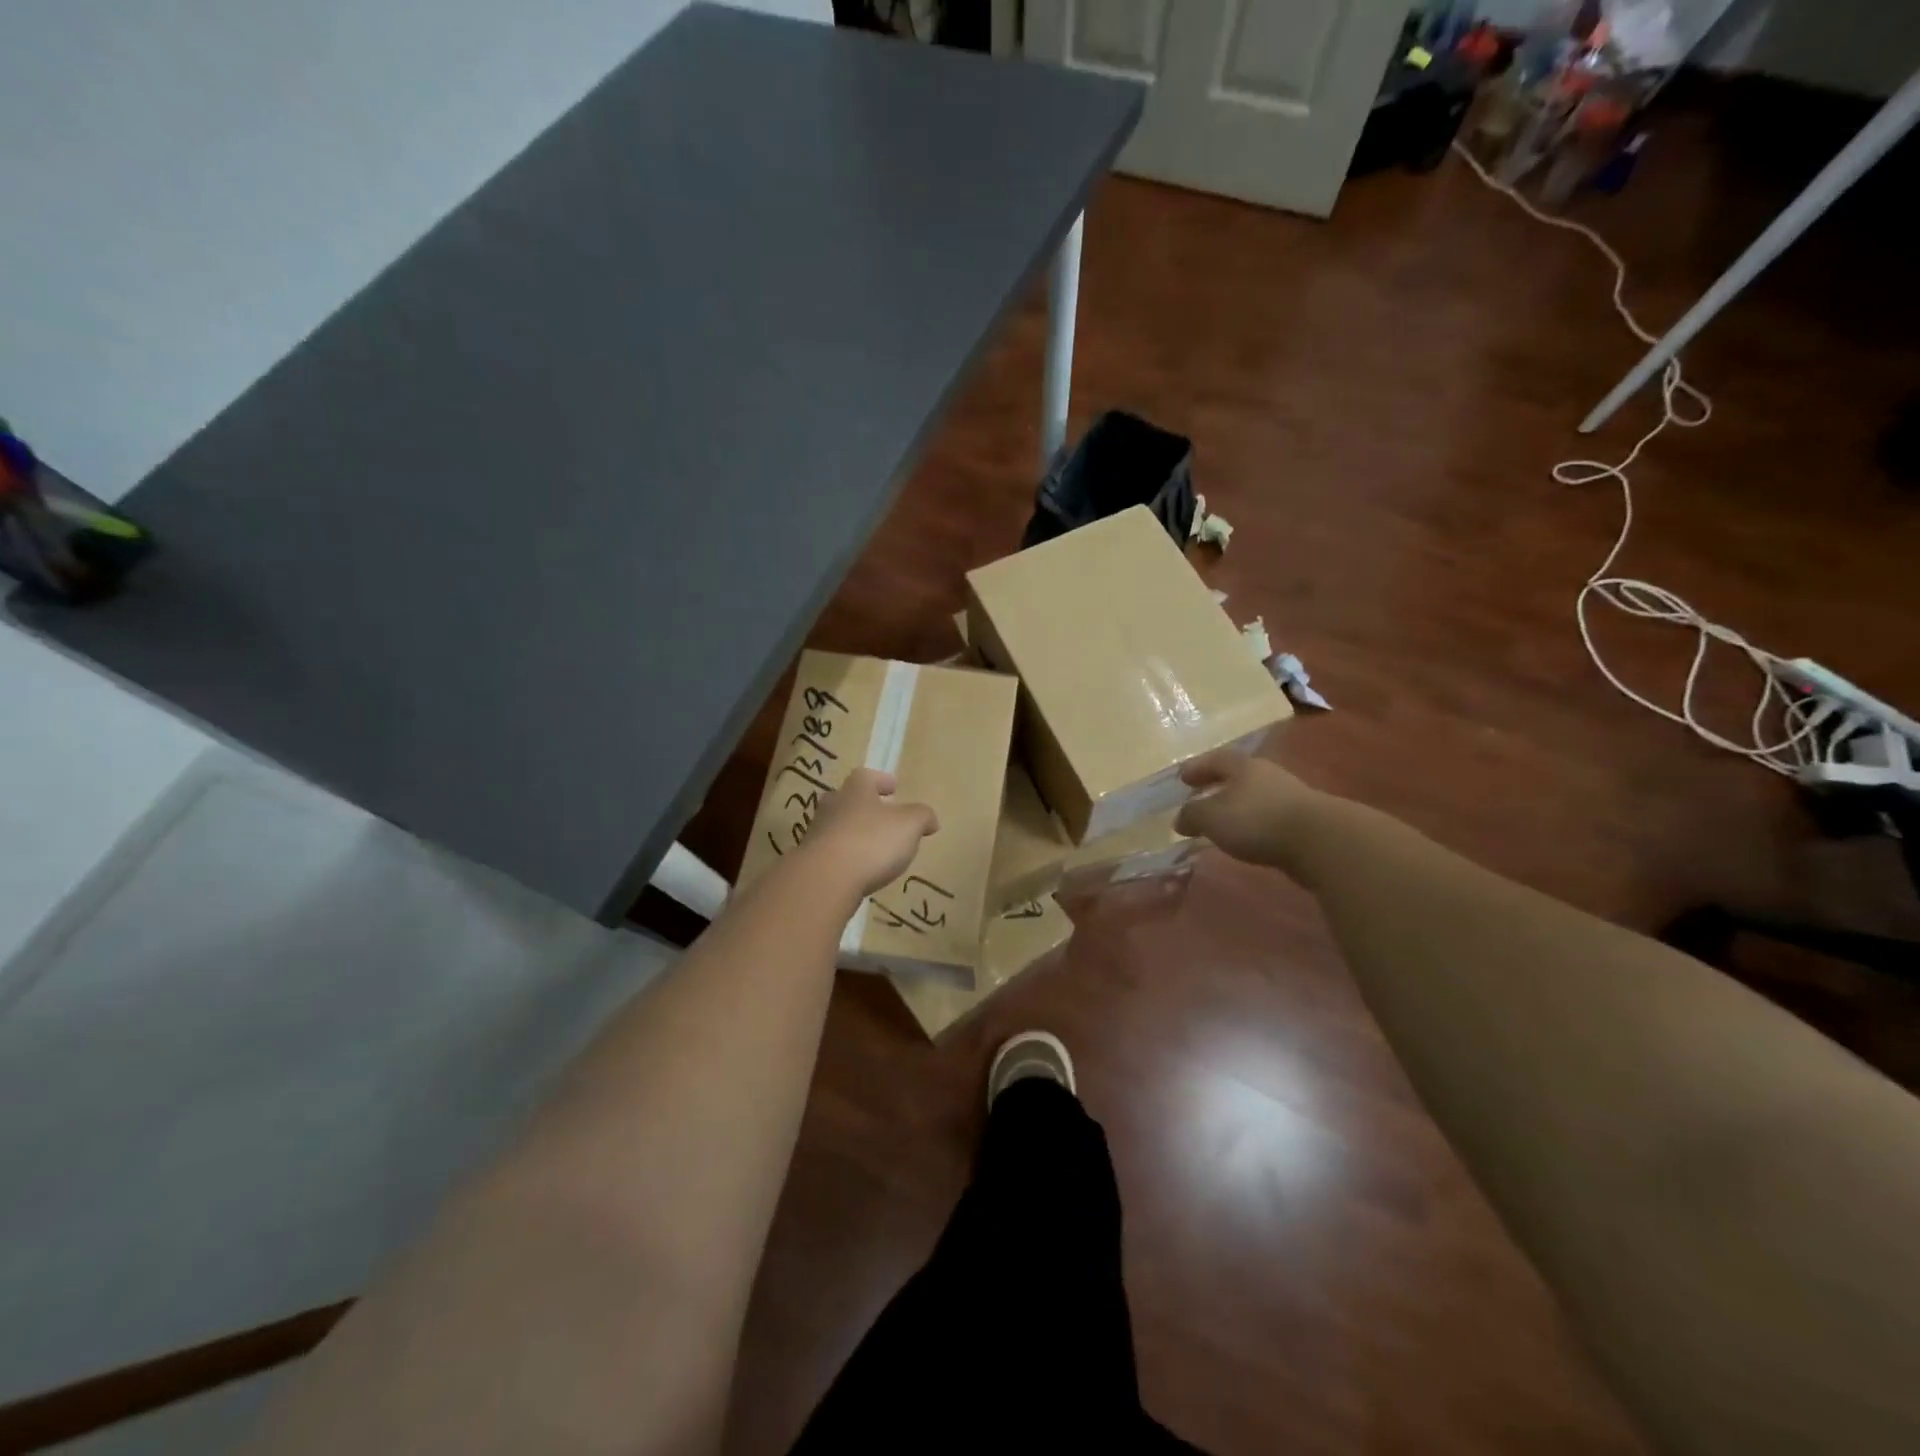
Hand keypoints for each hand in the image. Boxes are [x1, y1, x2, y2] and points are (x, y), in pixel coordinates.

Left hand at [802, 768, 938, 897]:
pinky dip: (844, 857)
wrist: (825, 879)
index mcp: (856, 790)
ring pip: (837, 826)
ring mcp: (817, 833)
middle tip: (880, 815)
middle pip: (846, 799)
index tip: (893, 788)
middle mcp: (832, 806)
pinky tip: (857, 869)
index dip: (881, 781)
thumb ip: (922, 817)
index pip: (867, 776)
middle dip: (863, 806)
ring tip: (872, 847)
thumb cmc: (872, 842)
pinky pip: (830, 852)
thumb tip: (930, 820)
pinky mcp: (810, 861)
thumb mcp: (910, 825)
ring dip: (853, 832)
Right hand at [1175, 750, 1323, 867]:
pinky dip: (1254, 823)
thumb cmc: (1257, 820)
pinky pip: (1269, 816)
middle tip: (1200, 797)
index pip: (1216, 759)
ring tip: (1222, 822)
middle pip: (1238, 775)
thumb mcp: (1212, 817)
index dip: (1198, 767)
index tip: (1182, 777)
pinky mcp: (1304, 820)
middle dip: (1218, 785)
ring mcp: (1290, 796)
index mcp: (1243, 766)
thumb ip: (1192, 815)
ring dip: (1237, 806)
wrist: (1320, 841)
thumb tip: (1180, 819)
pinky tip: (1247, 838)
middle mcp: (1267, 774)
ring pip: (1255, 796)